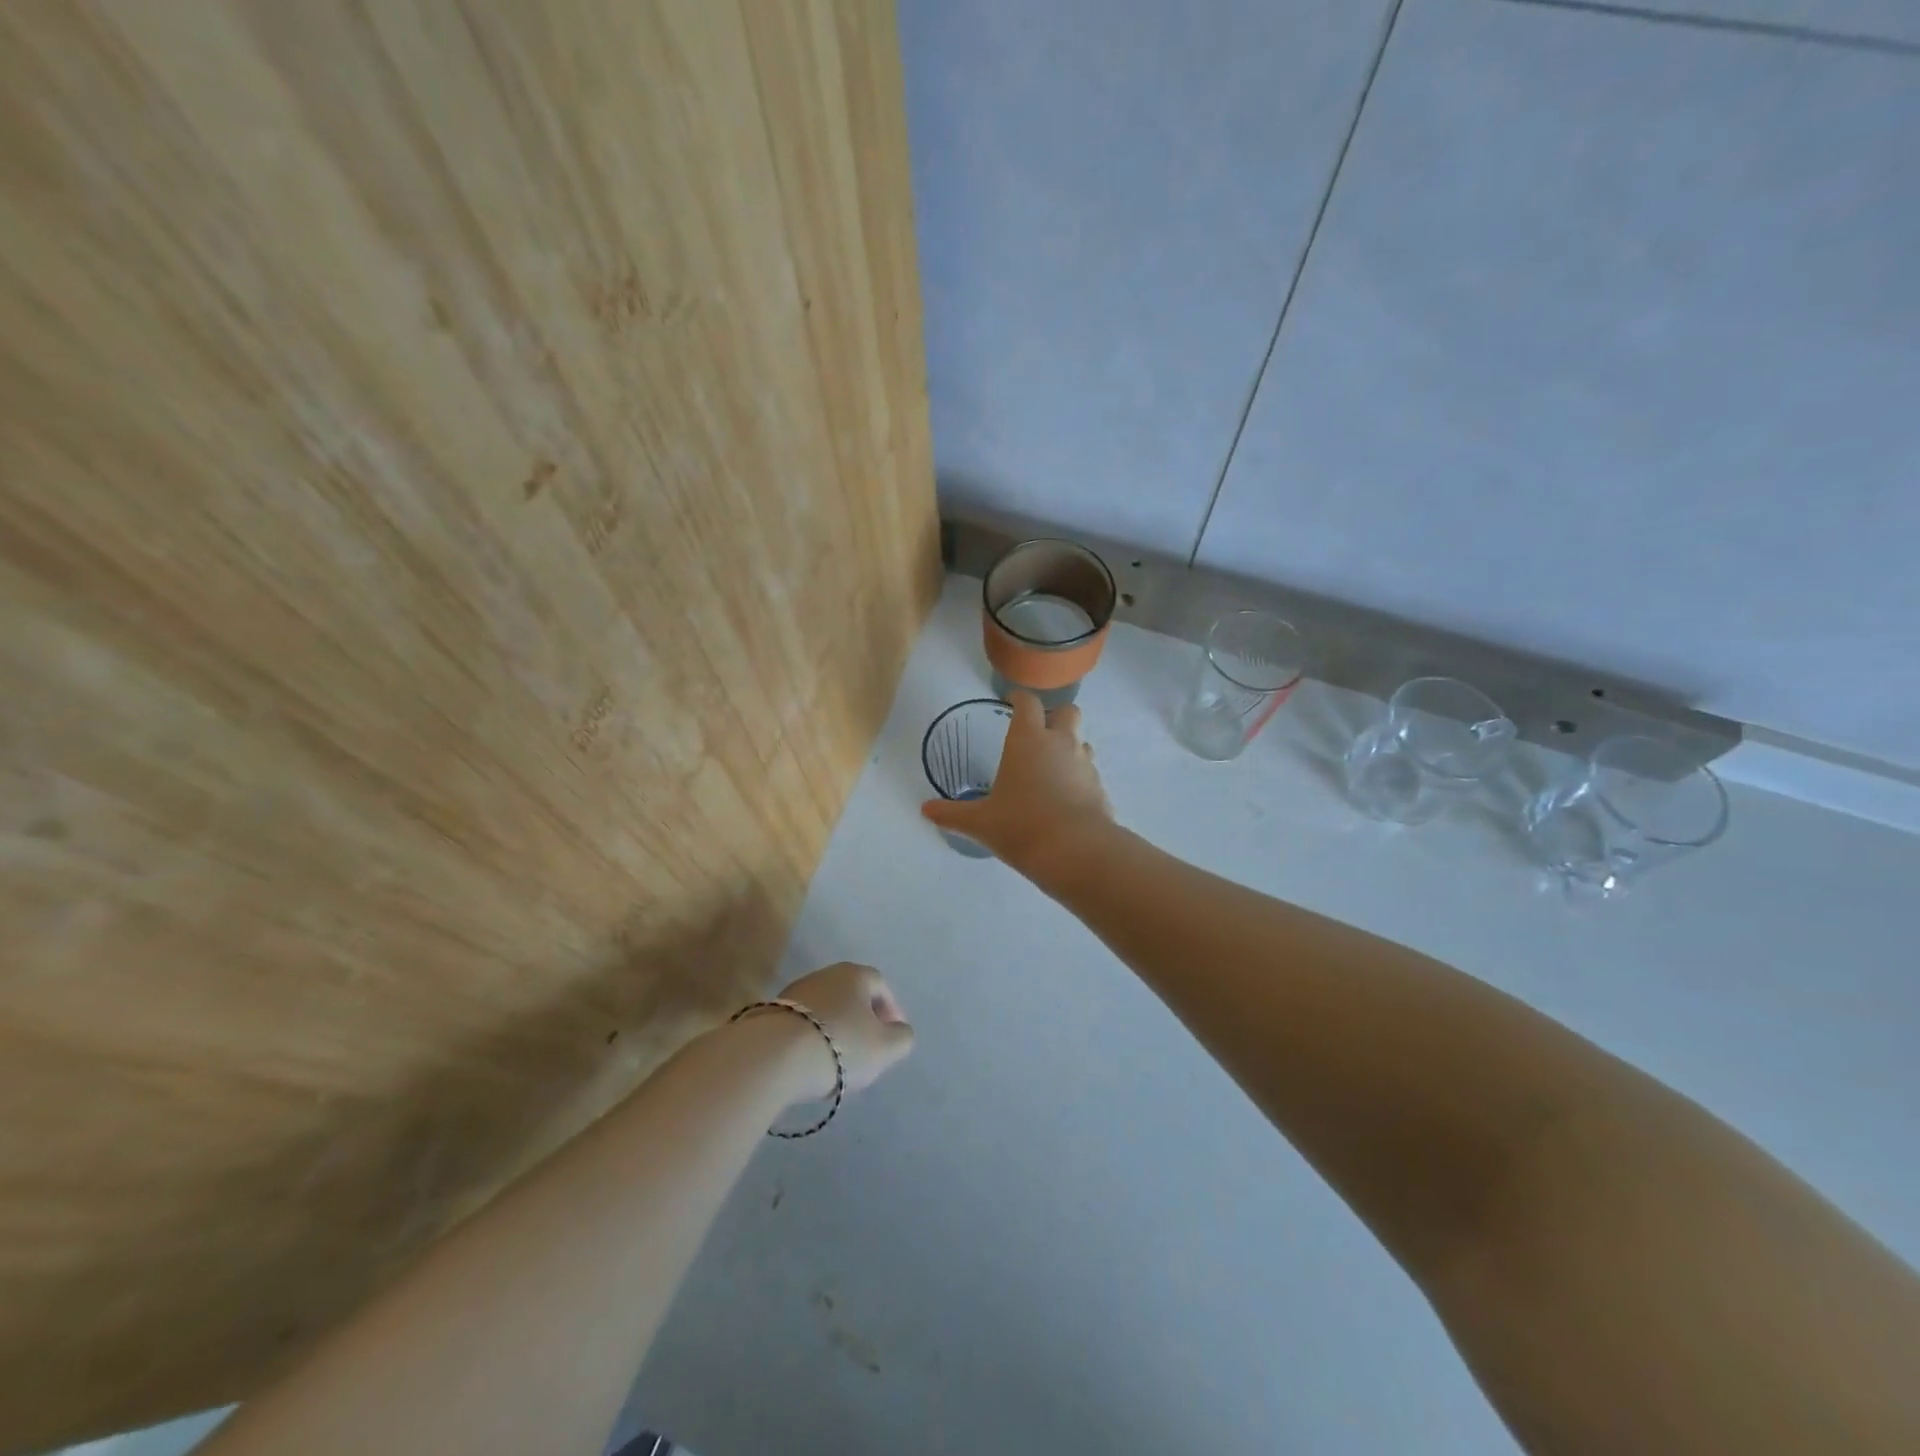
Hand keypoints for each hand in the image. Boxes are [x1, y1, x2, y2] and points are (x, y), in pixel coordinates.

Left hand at [771, 961, 914, 1098]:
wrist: (773, 1056)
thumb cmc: (840, 1045)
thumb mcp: (885, 1048)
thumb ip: (902, 1038)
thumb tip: (899, 1031)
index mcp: (855, 974)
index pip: (881, 986)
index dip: (891, 1010)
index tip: (892, 1036)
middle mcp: (825, 974)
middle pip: (851, 996)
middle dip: (862, 1020)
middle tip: (867, 1049)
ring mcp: (794, 992)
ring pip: (826, 1009)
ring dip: (835, 1030)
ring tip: (837, 1060)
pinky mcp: (770, 1013)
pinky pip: (802, 1024)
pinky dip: (812, 1038)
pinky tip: (810, 1062)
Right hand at [920, 691, 1112, 870]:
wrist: (1076, 852)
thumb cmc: (1021, 826)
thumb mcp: (980, 823)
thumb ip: (952, 814)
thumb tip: (925, 810)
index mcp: (1029, 740)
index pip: (1028, 703)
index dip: (1020, 699)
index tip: (1012, 702)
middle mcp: (1061, 743)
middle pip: (1068, 712)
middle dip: (1055, 717)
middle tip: (1039, 734)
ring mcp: (1086, 765)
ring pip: (1082, 742)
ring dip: (1070, 748)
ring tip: (1052, 769)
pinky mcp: (1101, 789)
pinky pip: (1090, 774)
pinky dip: (1079, 779)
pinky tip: (1066, 800)